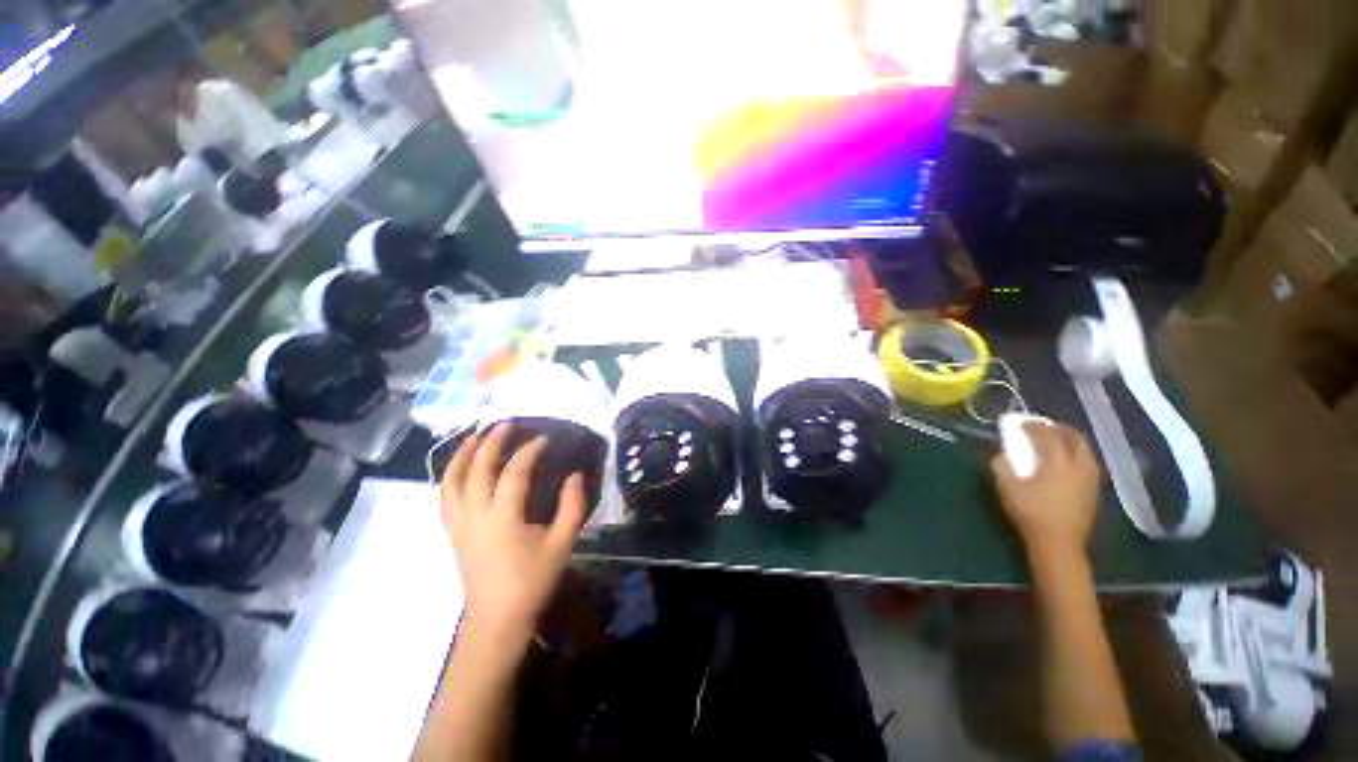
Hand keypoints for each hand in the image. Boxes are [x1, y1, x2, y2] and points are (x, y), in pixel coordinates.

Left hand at [440, 424, 586, 640]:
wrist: (497, 620)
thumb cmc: (532, 581)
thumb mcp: (562, 543)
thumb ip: (572, 506)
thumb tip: (575, 475)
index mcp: (503, 518)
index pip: (514, 473)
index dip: (529, 451)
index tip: (544, 439)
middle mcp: (475, 515)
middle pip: (476, 470)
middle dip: (490, 443)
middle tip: (504, 425)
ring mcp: (458, 524)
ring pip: (450, 482)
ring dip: (461, 456)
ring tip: (473, 437)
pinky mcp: (452, 533)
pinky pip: (445, 497)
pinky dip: (450, 476)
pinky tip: (460, 469)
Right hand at [991, 421, 1100, 562]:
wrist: (1059, 543)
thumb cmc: (1030, 513)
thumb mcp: (1007, 488)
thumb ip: (1003, 465)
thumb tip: (1003, 453)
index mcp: (1057, 462)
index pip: (1046, 435)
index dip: (1032, 426)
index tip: (1019, 423)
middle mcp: (1079, 465)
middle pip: (1074, 438)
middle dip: (1057, 428)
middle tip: (1042, 426)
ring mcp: (1090, 478)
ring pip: (1085, 450)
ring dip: (1070, 440)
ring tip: (1055, 440)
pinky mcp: (1094, 490)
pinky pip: (1088, 462)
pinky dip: (1077, 454)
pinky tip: (1066, 461)